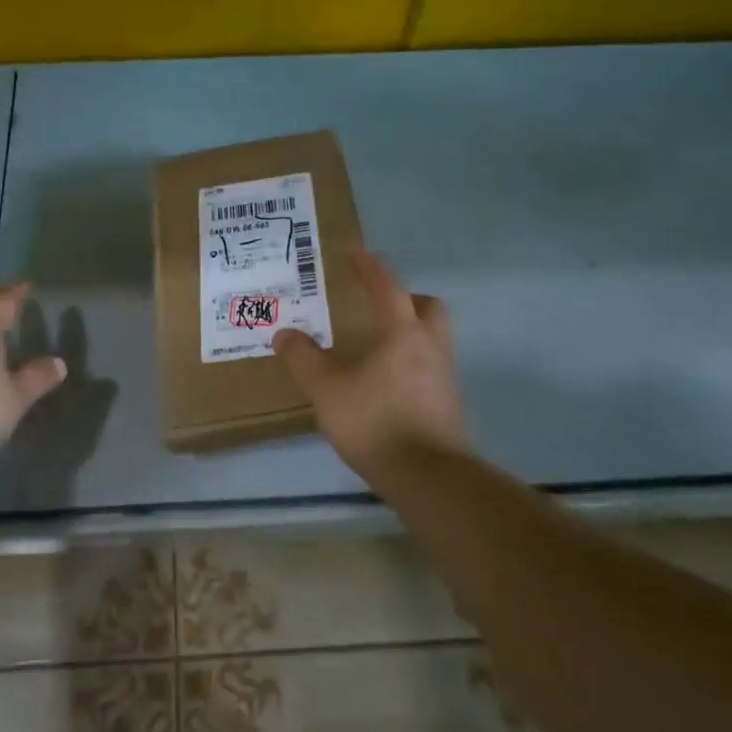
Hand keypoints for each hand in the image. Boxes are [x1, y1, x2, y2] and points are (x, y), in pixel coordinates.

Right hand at [272, 250, 467, 473]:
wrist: (429, 477)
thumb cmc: (376, 422)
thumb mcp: (327, 390)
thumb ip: (304, 359)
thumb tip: (284, 333)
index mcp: (402, 333)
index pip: (388, 287)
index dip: (371, 268)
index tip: (357, 254)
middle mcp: (430, 347)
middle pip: (429, 308)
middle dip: (407, 299)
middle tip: (380, 305)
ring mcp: (445, 377)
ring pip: (434, 339)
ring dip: (411, 332)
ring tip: (379, 346)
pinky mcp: (448, 405)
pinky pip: (431, 369)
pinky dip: (412, 364)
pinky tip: (387, 383)